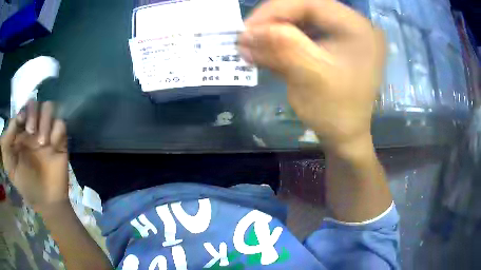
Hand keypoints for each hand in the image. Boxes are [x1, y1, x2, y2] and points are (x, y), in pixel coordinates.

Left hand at [1, 100, 68, 211]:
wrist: (46, 201)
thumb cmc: (25, 184)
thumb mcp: (10, 167)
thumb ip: (6, 144)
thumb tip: (14, 121)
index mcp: (21, 132)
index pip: (22, 109)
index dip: (22, 110)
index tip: (21, 121)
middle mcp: (33, 128)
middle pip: (35, 103)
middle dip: (33, 113)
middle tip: (31, 132)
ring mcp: (46, 133)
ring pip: (49, 108)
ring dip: (45, 121)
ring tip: (42, 142)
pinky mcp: (60, 140)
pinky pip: (61, 124)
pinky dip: (57, 132)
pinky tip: (54, 146)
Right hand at [239, 0, 385, 149]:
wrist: (346, 137)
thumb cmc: (336, 112)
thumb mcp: (310, 76)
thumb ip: (281, 46)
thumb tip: (246, 32)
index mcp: (358, 27)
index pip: (311, 3)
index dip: (274, 11)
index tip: (246, 29)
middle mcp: (354, 24)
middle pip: (305, 8)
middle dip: (273, 22)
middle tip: (247, 37)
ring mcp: (344, 33)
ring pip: (302, 20)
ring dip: (275, 31)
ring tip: (253, 45)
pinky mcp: (334, 43)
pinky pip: (305, 32)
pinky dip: (283, 40)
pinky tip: (268, 50)